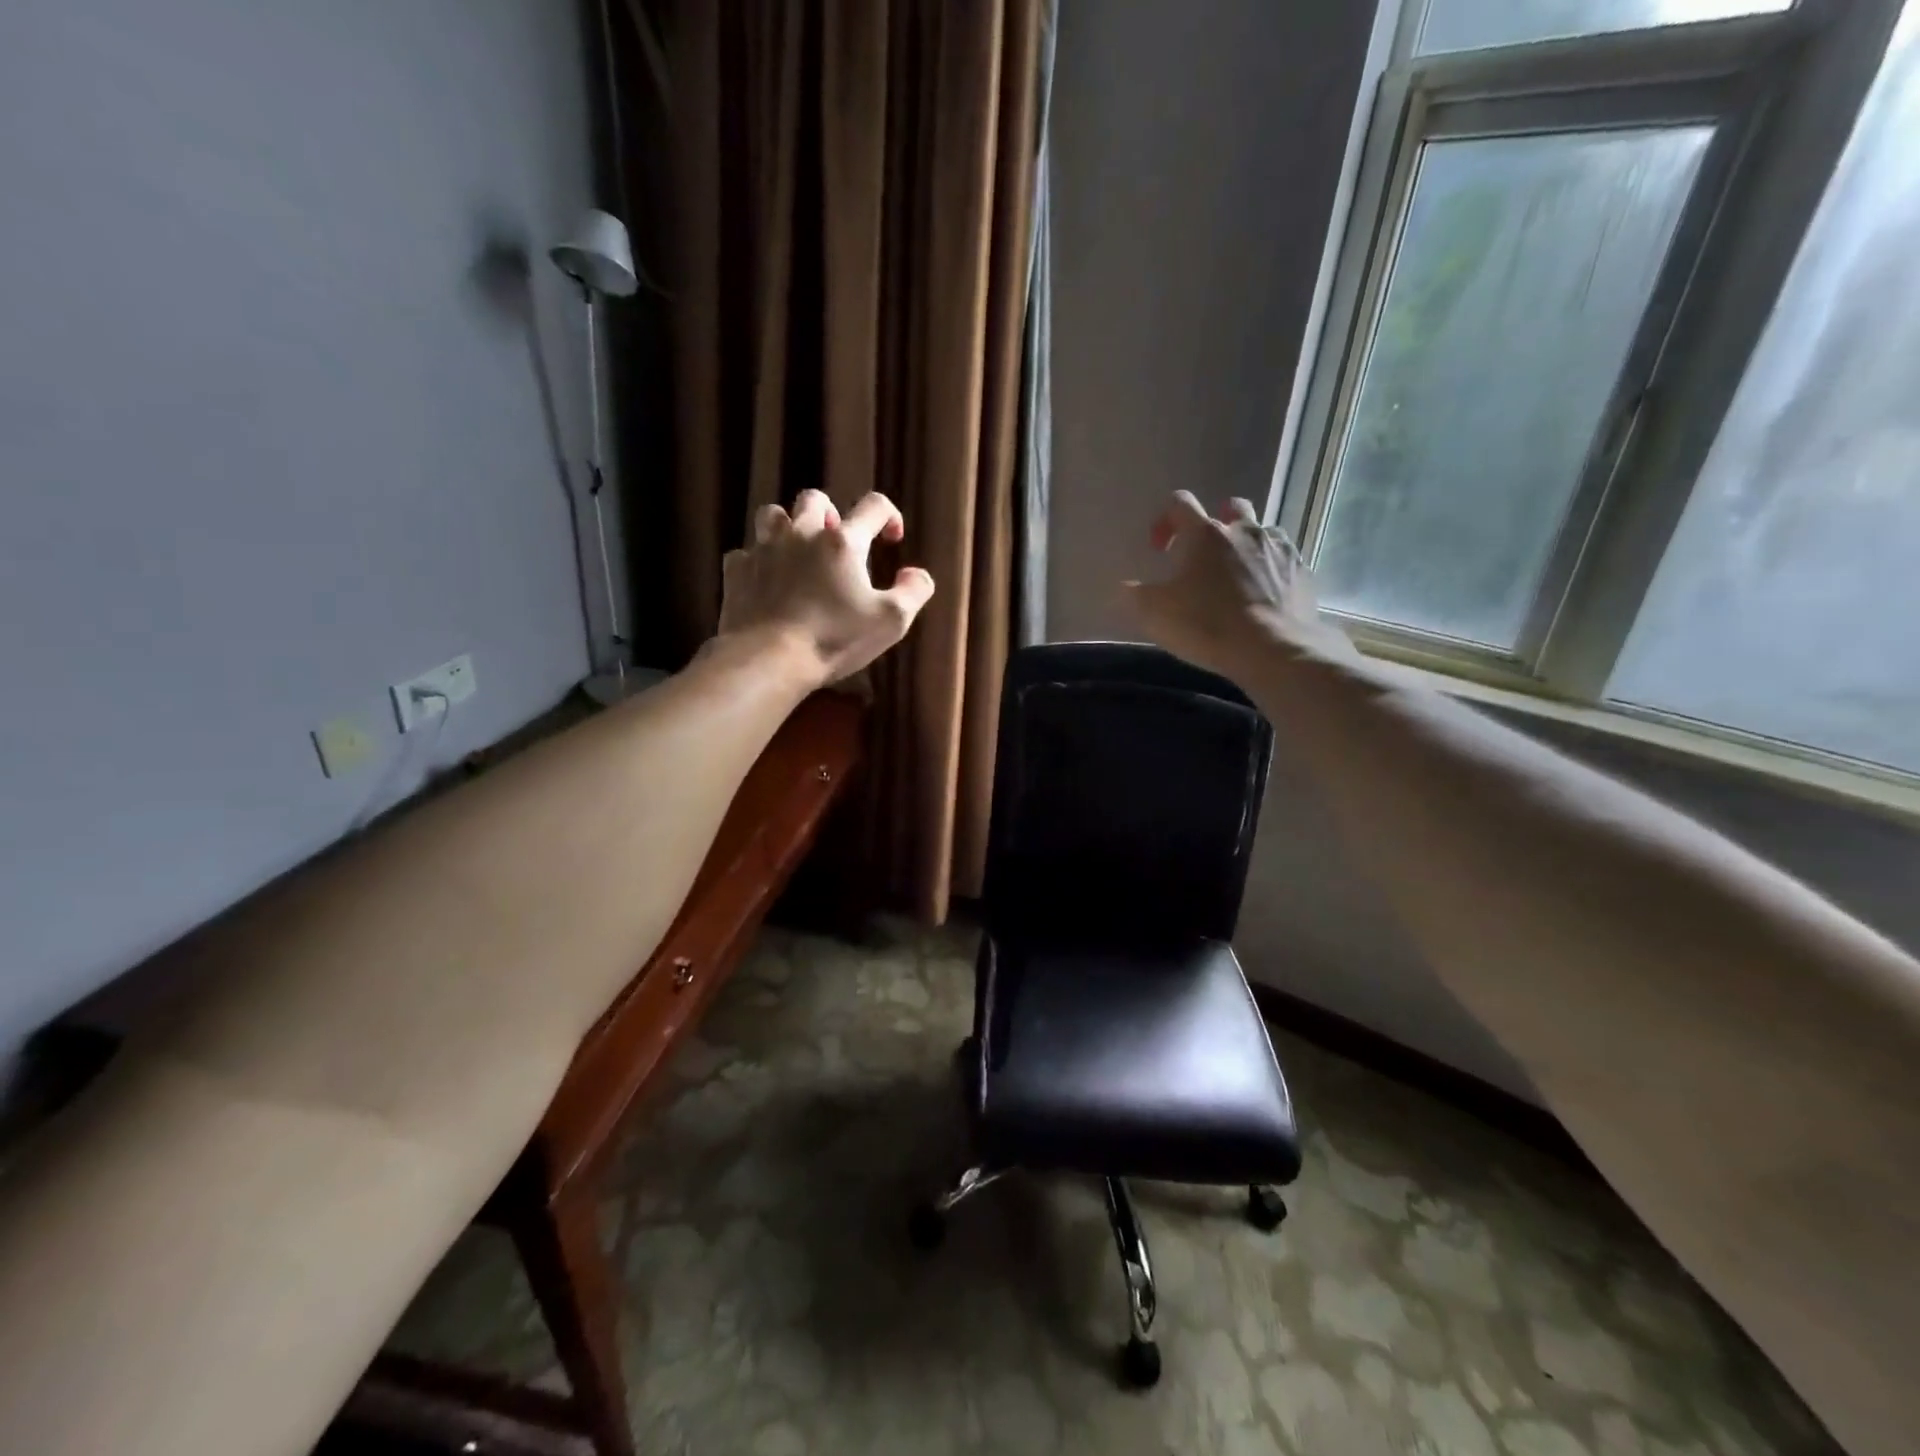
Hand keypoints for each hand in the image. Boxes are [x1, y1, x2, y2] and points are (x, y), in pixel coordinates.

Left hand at [716, 489, 935, 685]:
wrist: (769, 659)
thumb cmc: (835, 639)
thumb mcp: (891, 621)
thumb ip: (914, 592)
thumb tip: (917, 574)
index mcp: (843, 542)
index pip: (873, 506)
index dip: (888, 514)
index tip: (892, 537)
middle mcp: (802, 533)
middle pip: (814, 499)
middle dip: (830, 513)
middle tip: (838, 540)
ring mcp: (763, 549)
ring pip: (772, 514)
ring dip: (788, 525)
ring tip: (798, 550)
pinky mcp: (736, 571)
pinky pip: (745, 552)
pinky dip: (758, 561)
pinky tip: (766, 579)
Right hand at [1124, 492, 1351, 675]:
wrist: (1273, 649)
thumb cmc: (1207, 625)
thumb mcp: (1155, 614)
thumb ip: (1134, 595)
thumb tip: (1124, 588)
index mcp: (1204, 534)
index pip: (1180, 503)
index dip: (1165, 520)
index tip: (1159, 548)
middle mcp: (1244, 530)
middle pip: (1231, 507)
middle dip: (1216, 523)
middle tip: (1205, 555)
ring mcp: (1279, 548)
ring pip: (1262, 531)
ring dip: (1247, 545)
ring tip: (1237, 575)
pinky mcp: (1302, 572)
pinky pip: (1284, 560)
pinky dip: (1271, 570)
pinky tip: (1264, 595)